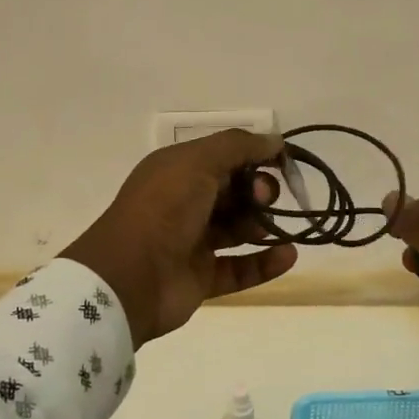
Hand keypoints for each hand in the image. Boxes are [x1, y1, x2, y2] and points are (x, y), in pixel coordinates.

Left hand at [62, 130, 298, 346]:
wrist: (129, 277)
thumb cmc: (164, 208)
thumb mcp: (198, 162)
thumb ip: (239, 146)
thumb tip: (275, 140)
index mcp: (178, 171)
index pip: (224, 157)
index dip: (254, 157)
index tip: (283, 163)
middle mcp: (185, 203)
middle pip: (234, 192)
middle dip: (258, 192)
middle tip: (264, 199)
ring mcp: (193, 242)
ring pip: (238, 229)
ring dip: (264, 226)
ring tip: (276, 228)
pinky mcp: (201, 278)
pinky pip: (240, 268)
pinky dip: (265, 262)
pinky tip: (289, 255)